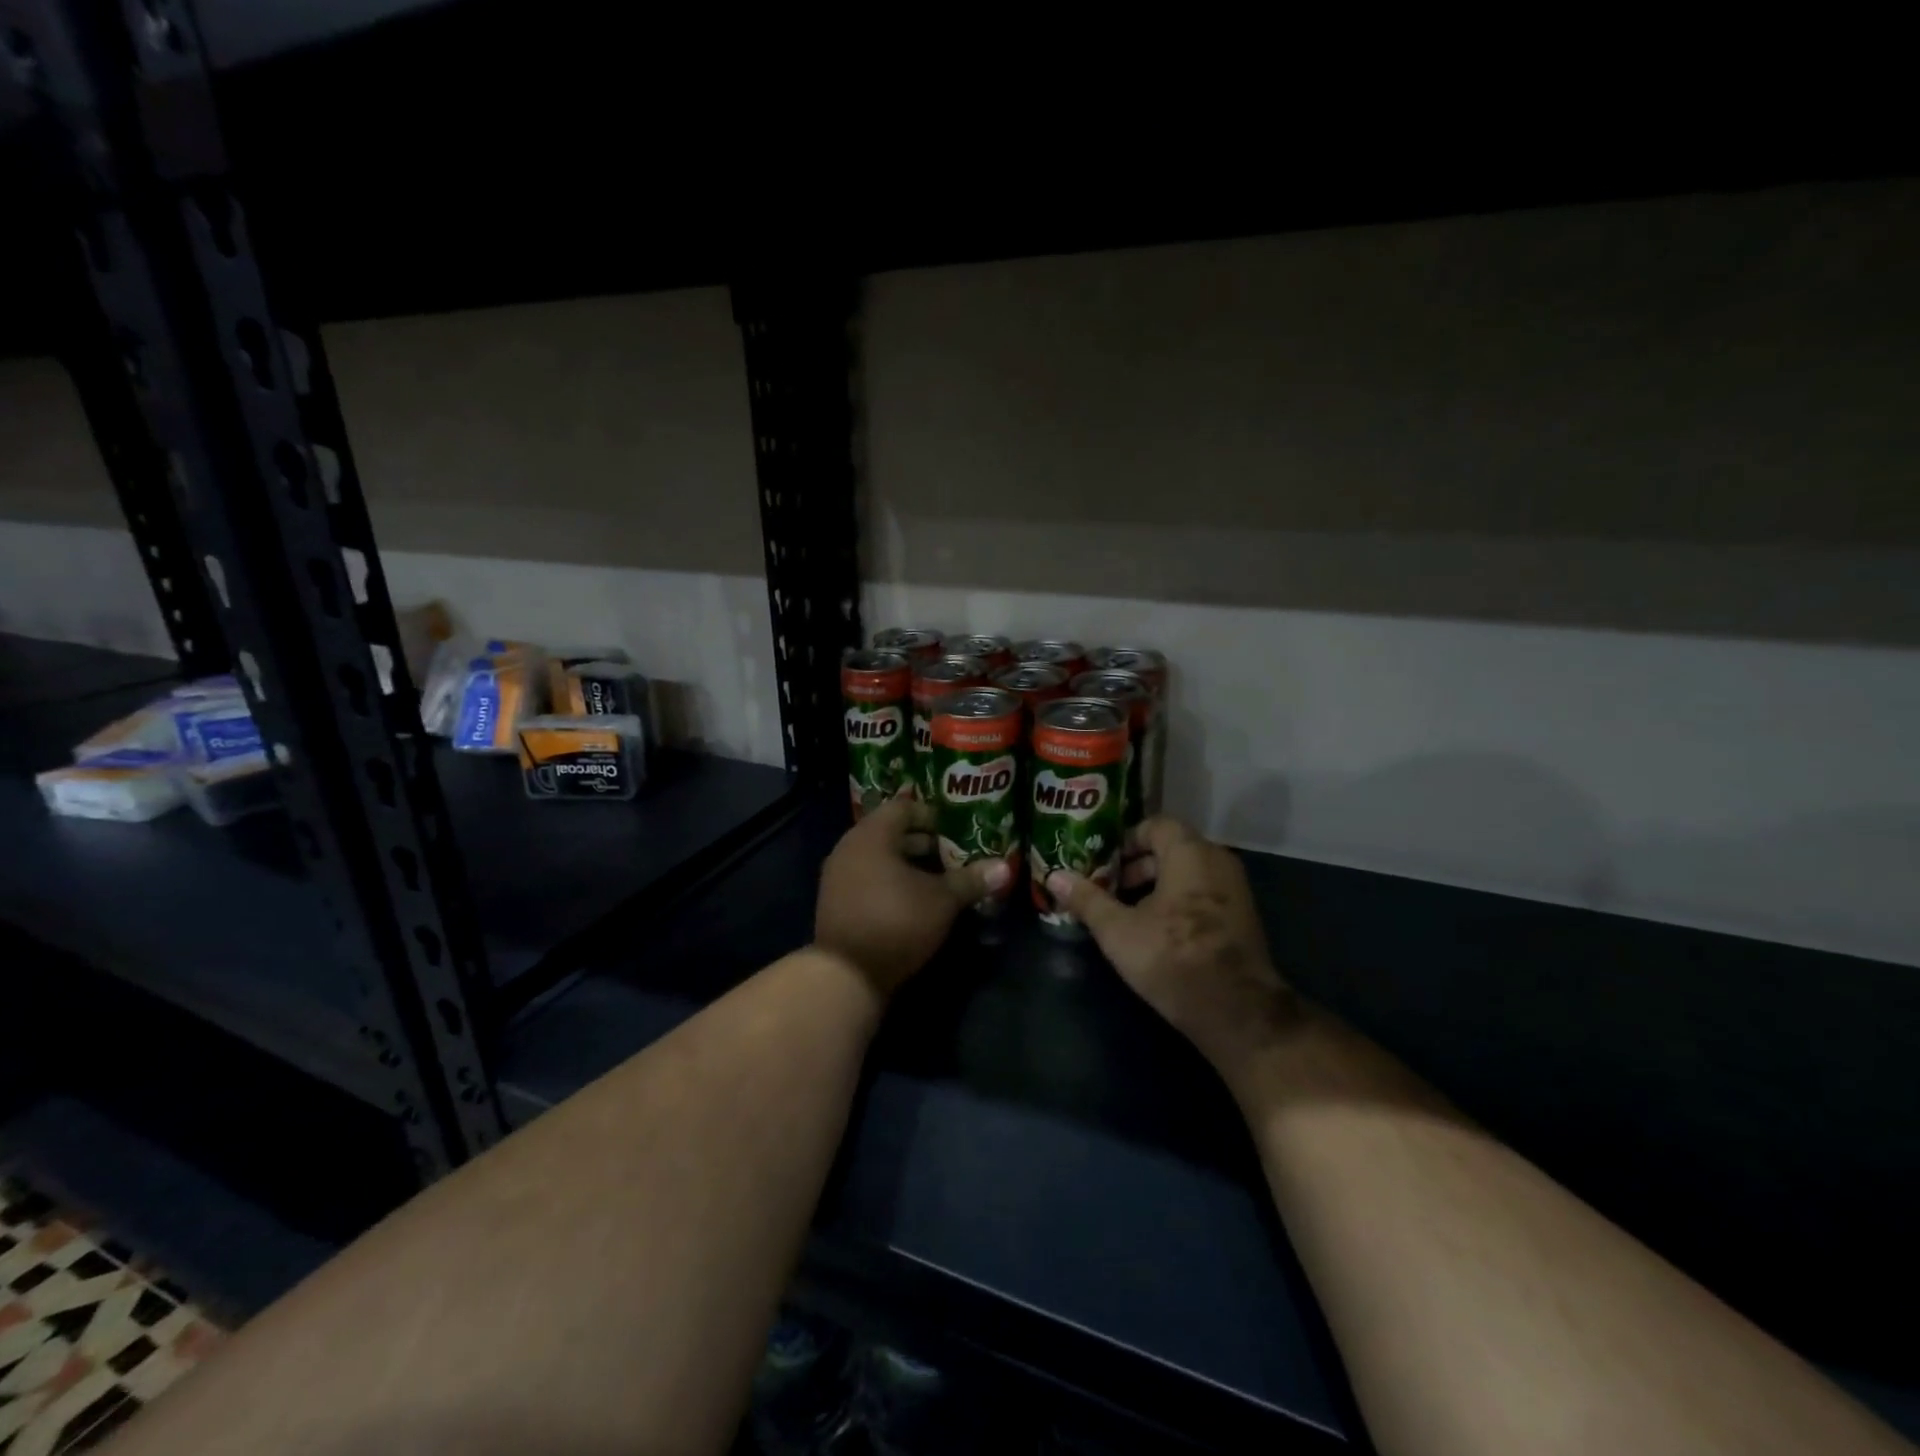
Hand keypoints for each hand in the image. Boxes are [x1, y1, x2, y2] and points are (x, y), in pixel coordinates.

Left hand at [815, 799, 1011, 998]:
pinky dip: (890, 882)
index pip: (903, 808)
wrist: (846, 974)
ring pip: (879, 858)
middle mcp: (849, 848)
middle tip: (953, 855)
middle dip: (923, 842)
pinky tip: (914, 901)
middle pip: (890, 832)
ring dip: (908, 865)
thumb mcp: (941, 900)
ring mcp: (838, 876)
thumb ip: (970, 880)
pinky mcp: (836, 902)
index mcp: (872, 835)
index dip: (931, 815)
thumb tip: (1004, 867)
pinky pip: (867, 878)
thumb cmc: (896, 922)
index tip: (955, 831)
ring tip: (938, 880)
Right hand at [1047, 817, 1296, 1076]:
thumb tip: (1054, 876)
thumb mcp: (1118, 930)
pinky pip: (1205, 893)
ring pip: (1188, 873)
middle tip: (1110, 888)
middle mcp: (1218, 861)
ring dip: (1157, 885)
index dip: (1126, 840)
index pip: (1156, 825)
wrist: (1238, 1012)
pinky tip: (1158, 931)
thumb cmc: (1173, 958)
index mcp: (1190, 853)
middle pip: (1172, 848)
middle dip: (1137, 866)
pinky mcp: (1244, 917)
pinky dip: (1180, 900)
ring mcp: (1236, 889)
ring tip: (1128, 912)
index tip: (1103, 862)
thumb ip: (1087, 899)